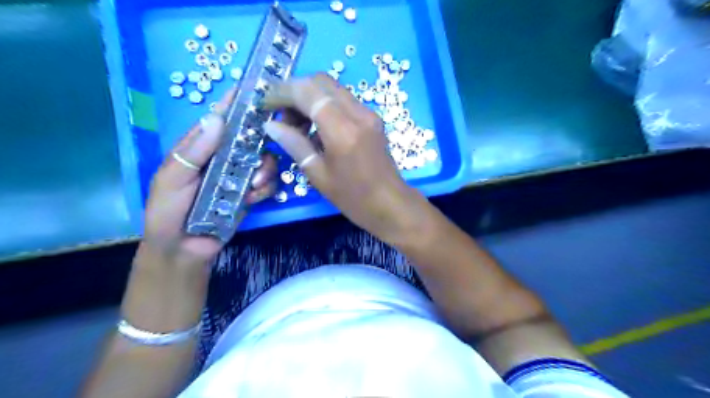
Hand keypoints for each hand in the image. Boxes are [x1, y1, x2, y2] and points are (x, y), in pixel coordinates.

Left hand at [142, 90, 275, 263]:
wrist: (184, 249)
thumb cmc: (168, 212)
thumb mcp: (172, 179)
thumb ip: (193, 151)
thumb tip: (216, 118)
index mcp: (201, 147)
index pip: (220, 118)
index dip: (236, 103)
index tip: (257, 90)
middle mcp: (224, 157)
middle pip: (252, 138)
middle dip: (261, 145)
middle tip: (260, 158)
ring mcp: (239, 175)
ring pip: (265, 160)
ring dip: (265, 171)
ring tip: (253, 186)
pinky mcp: (251, 193)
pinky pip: (268, 183)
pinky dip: (265, 189)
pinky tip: (253, 199)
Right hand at [262, 73, 422, 243]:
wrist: (390, 204)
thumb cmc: (353, 197)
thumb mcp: (318, 175)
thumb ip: (294, 144)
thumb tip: (271, 125)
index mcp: (342, 130)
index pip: (307, 92)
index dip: (282, 92)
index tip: (266, 104)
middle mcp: (358, 113)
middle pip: (320, 82)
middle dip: (295, 92)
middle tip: (282, 116)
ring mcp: (368, 113)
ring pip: (332, 89)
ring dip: (310, 98)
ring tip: (297, 125)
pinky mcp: (372, 118)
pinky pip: (343, 100)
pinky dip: (325, 105)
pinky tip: (316, 128)